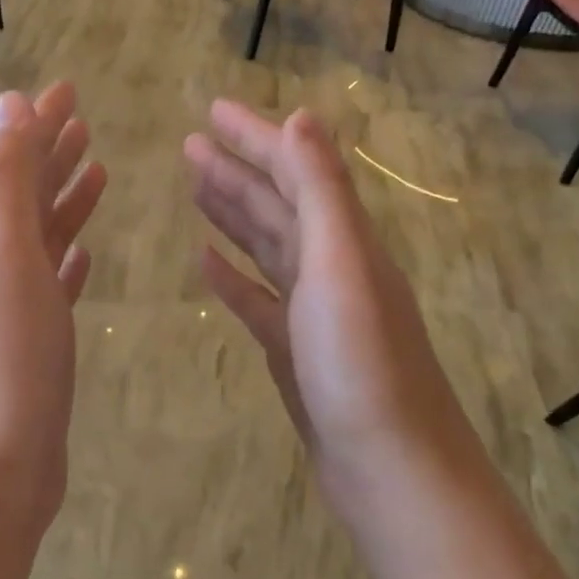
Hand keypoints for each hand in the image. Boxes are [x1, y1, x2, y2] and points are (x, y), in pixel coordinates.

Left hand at [0, 84, 106, 534]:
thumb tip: (8, 102)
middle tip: (84, 120)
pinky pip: (55, 287)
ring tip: (97, 172)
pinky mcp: (38, 347)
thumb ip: (5, 181)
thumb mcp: (5, 256)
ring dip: (65, 203)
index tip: (66, 89)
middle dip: (53, 154)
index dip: (39, 124)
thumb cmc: (8, 358)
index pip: (15, 164)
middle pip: (28, 197)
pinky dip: (70, 262)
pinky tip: (85, 255)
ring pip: (44, 240)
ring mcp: (17, 310)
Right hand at [184, 101, 485, 534]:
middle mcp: (332, 267)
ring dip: (232, 213)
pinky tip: (205, 263)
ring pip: (266, 247)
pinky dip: (232, 276)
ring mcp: (312, 310)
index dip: (254, 136)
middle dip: (235, 169)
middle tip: (189, 144)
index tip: (210, 110)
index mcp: (345, 240)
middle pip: (278, 204)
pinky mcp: (294, 350)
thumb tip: (301, 116)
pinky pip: (257, 299)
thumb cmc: (362, 365)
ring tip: (195, 187)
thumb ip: (321, 192)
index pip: (295, 170)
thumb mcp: (341, 266)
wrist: (389, 468)